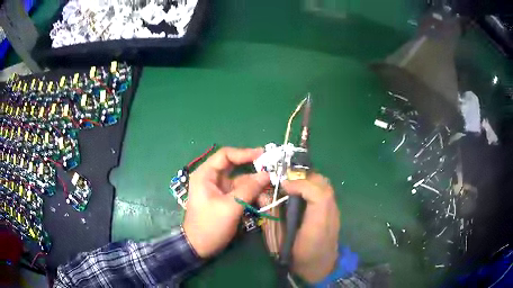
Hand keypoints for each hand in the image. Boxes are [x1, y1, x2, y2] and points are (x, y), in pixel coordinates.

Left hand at [183, 147, 269, 257]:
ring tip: (270, 191)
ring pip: (241, 181)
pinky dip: (252, 194)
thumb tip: (267, 174)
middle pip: (235, 167)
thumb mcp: (230, 207)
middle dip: (253, 170)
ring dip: (255, 185)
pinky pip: (241, 192)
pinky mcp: (226, 200)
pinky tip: (264, 200)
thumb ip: (249, 189)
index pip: (226, 155)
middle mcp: (212, 179)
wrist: (199, 247)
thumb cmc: (210, 225)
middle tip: (272, 171)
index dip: (245, 153)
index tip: (264, 155)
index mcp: (206, 175)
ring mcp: (219, 190)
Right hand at [282, 173, 339, 282]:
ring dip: (308, 180)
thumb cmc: (300, 259)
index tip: (283, 184)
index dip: (301, 184)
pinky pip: (325, 191)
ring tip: (293, 185)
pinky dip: (313, 185)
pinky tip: (301, 193)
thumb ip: (272, 220)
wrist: (321, 268)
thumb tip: (263, 196)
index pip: (318, 195)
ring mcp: (335, 211)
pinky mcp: (334, 211)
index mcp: (318, 224)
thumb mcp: (281, 244)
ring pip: (325, 185)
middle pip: (323, 184)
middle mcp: (330, 214)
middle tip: (286, 181)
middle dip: (304, 177)